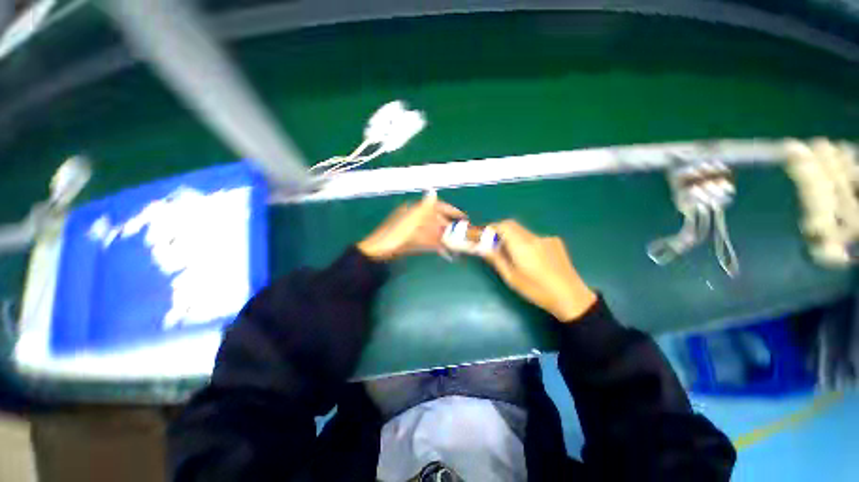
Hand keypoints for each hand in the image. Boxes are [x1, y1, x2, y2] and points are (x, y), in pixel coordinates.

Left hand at [358, 190, 463, 260]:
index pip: (436, 207)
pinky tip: (445, 252)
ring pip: (432, 232)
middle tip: (463, 234)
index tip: (463, 217)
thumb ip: (424, 207)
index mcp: (414, 210)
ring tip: (457, 244)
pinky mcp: (411, 242)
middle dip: (449, 227)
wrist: (377, 252)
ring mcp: (413, 231)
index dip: (450, 211)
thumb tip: (433, 190)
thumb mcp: (410, 219)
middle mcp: (414, 218)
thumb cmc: (395, 235)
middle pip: (435, 220)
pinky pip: (427, 242)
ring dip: (444, 238)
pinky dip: (435, 246)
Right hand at [484, 220, 596, 321]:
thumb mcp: (512, 277)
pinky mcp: (556, 242)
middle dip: (501, 232)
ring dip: (513, 239)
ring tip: (514, 257)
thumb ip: (496, 259)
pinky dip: (526, 243)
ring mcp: (547, 238)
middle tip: (495, 246)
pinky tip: (532, 260)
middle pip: (513, 226)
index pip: (504, 225)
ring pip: (523, 232)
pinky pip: (534, 238)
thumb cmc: (537, 290)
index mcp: (522, 245)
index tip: (485, 238)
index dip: (492, 228)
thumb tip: (482, 247)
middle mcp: (534, 237)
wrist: (571, 297)